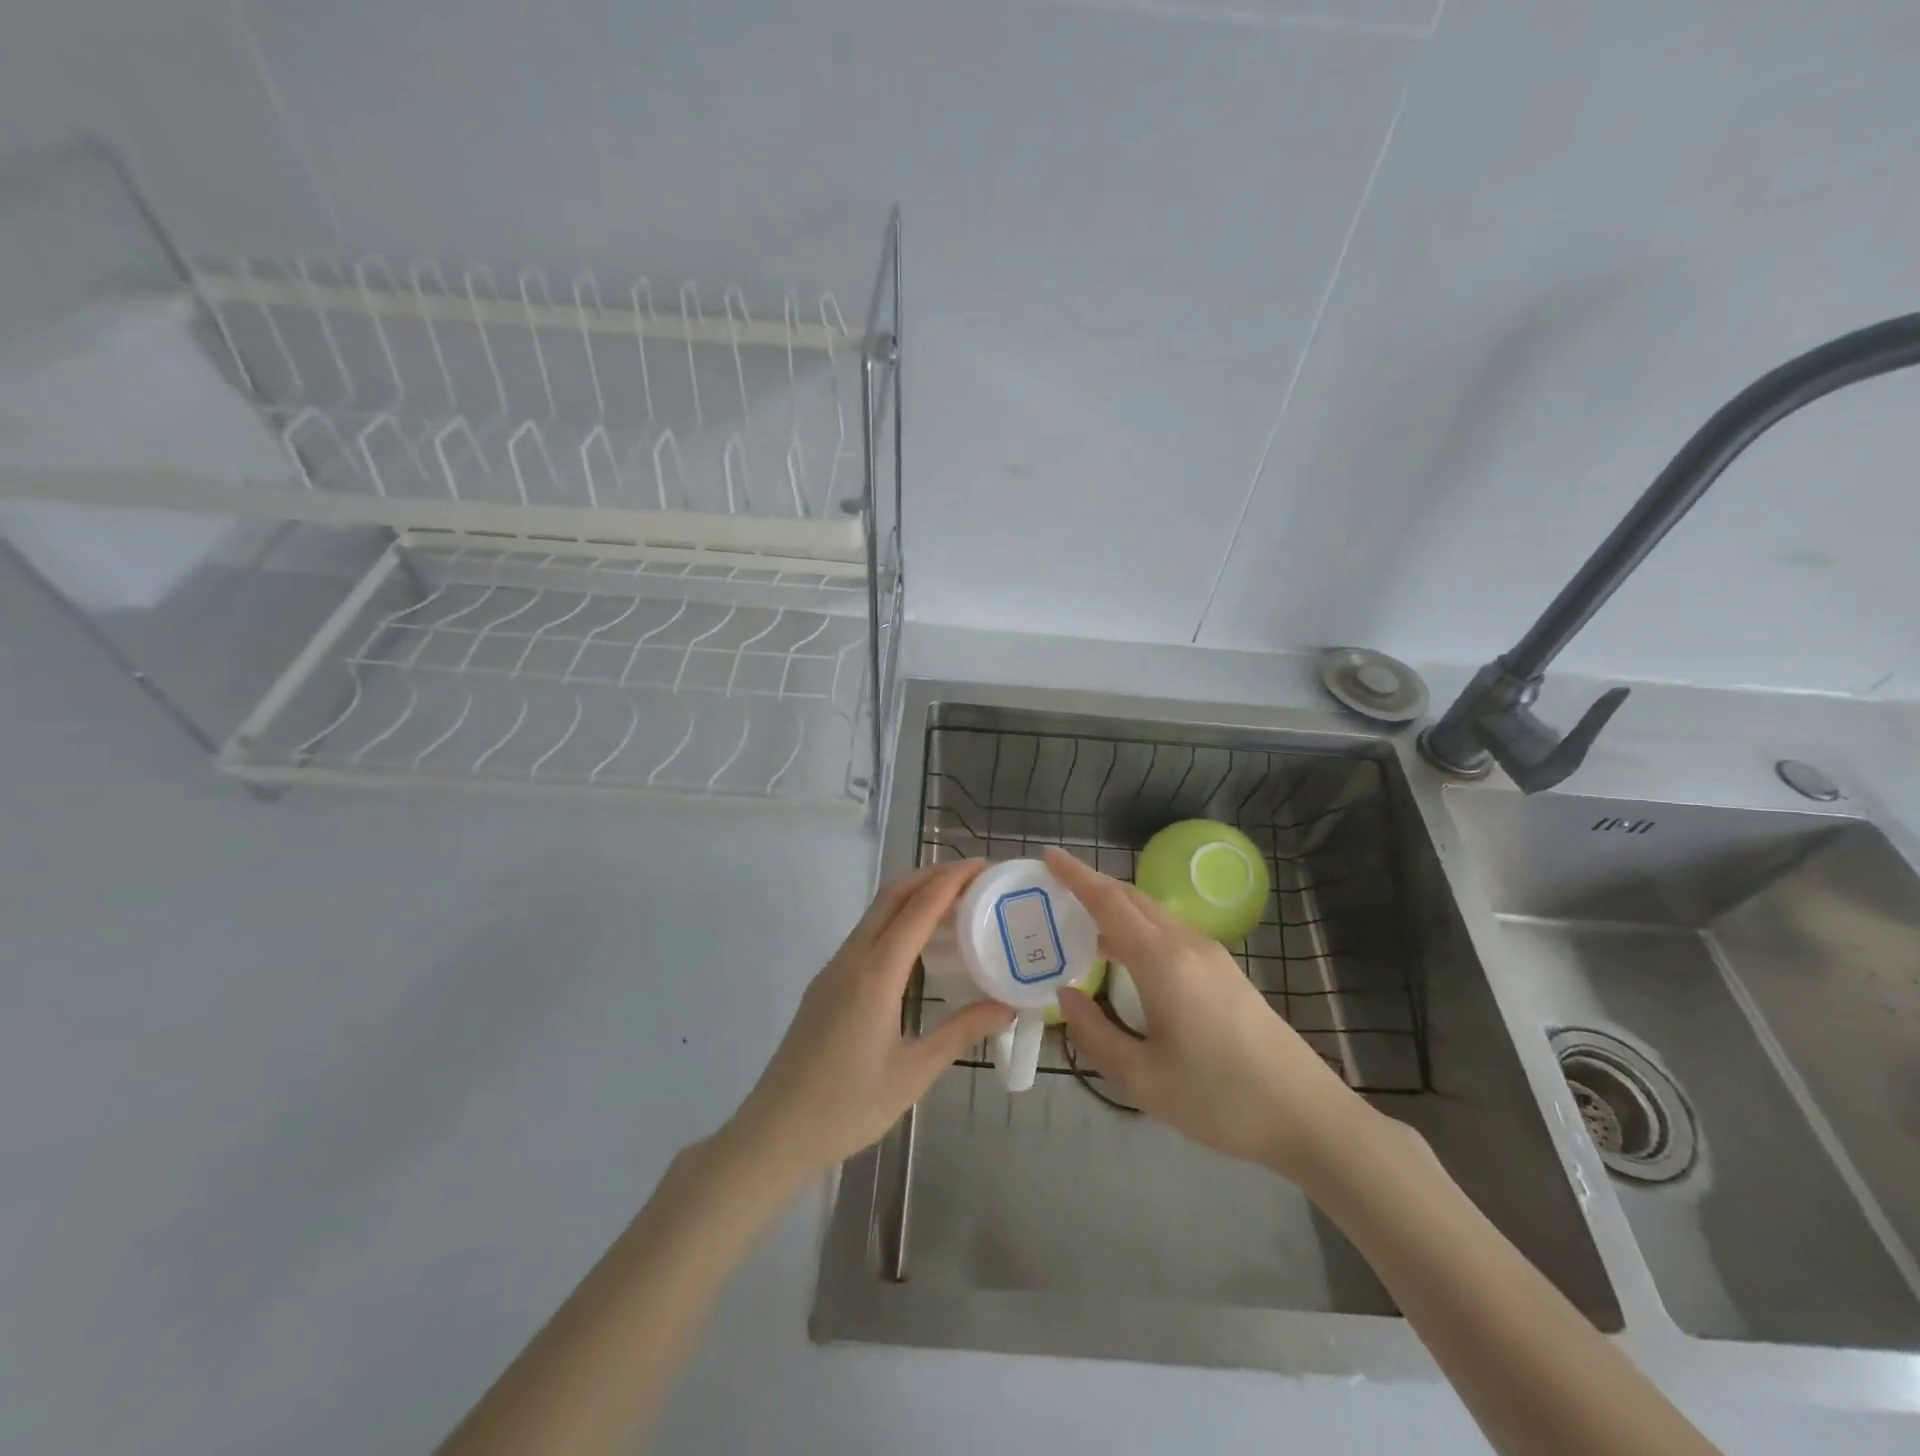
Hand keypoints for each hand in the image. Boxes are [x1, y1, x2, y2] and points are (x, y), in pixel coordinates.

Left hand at [727, 859, 1013, 1184]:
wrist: (775, 1131)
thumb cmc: (848, 1106)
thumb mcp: (914, 1072)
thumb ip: (961, 1032)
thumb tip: (1008, 1008)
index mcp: (876, 974)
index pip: (919, 908)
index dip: (952, 880)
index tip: (983, 866)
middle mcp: (852, 958)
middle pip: (893, 896)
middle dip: (932, 876)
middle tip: (974, 877)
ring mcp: (834, 968)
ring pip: (876, 913)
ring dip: (912, 896)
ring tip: (953, 903)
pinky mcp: (826, 983)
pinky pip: (866, 934)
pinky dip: (896, 919)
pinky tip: (917, 944)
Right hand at [1046, 847, 1374, 1179]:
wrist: (1308, 1116)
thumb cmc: (1219, 1099)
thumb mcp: (1142, 1079)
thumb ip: (1094, 1034)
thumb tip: (1067, 995)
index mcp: (1162, 961)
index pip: (1109, 902)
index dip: (1076, 876)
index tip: (1048, 856)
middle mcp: (1186, 944)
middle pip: (1131, 898)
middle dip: (1092, 885)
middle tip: (1054, 889)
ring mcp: (1211, 955)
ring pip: (1153, 913)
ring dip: (1115, 907)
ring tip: (1081, 922)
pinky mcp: (1225, 971)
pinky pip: (1169, 932)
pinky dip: (1136, 927)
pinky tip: (1125, 957)